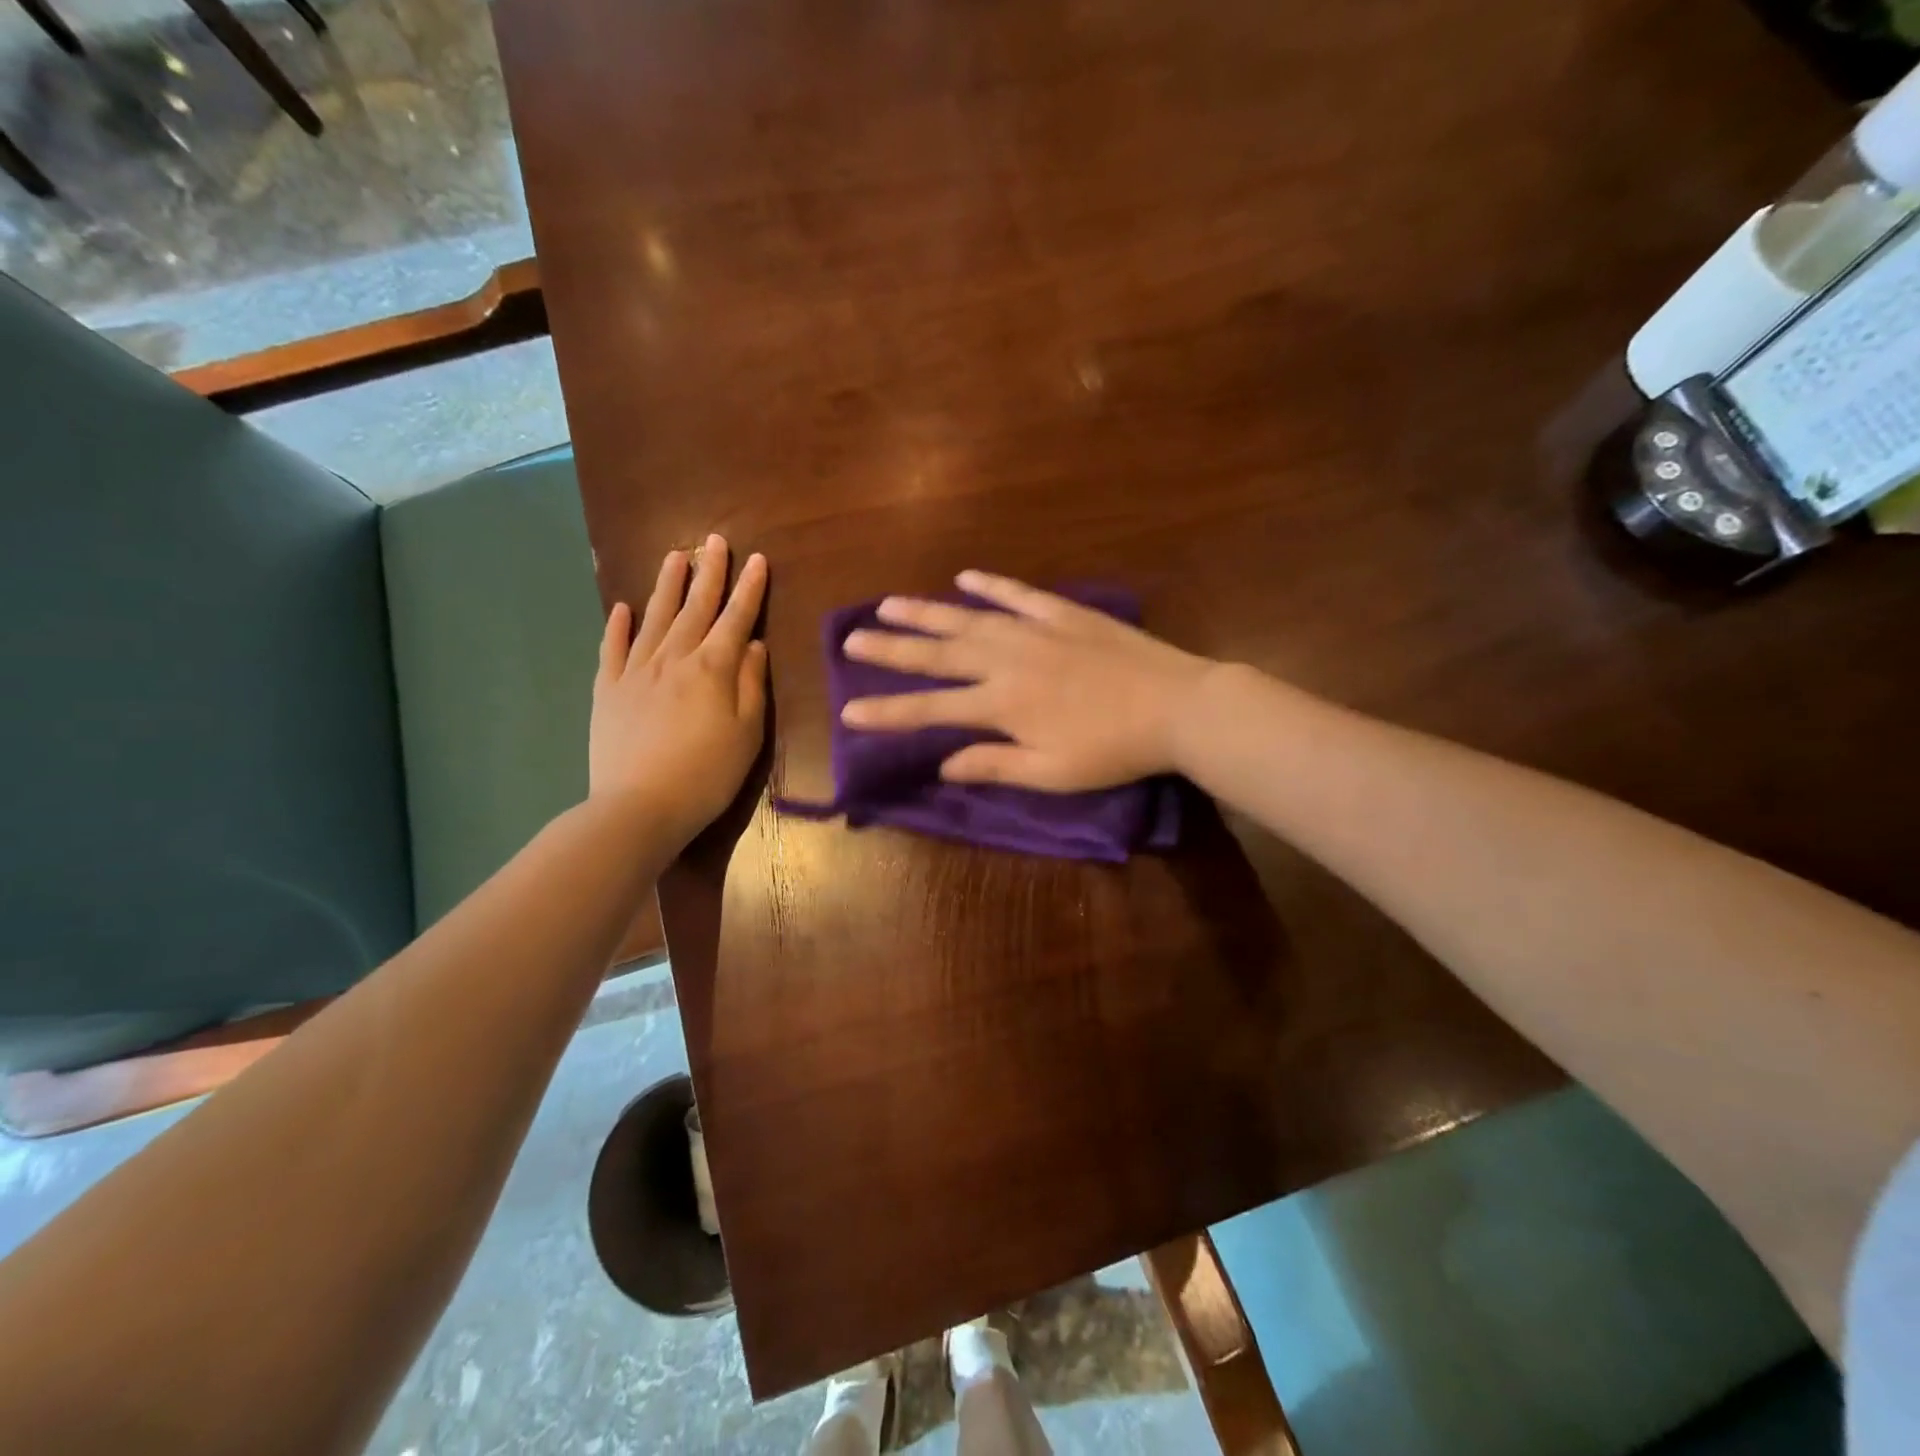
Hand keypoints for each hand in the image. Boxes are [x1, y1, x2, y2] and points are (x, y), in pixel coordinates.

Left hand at [591, 535, 768, 849]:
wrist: (639, 808)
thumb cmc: (707, 775)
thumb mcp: (747, 735)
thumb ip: (751, 685)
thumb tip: (753, 645)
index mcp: (713, 669)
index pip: (736, 618)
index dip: (749, 589)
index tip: (756, 559)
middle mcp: (673, 658)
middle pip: (695, 608)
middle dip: (708, 573)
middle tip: (714, 541)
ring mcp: (635, 672)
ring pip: (655, 618)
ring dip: (667, 586)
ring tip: (675, 556)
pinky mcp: (607, 690)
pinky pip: (613, 649)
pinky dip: (617, 626)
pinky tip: (622, 608)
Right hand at [840, 570, 1210, 790]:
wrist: (1177, 706)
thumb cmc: (1113, 750)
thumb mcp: (1052, 772)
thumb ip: (994, 765)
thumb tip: (943, 765)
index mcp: (1002, 704)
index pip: (931, 709)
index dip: (888, 712)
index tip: (848, 711)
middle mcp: (1007, 661)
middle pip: (938, 653)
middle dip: (891, 649)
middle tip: (851, 639)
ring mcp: (1035, 631)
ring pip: (969, 618)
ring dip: (926, 612)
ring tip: (888, 604)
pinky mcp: (1064, 614)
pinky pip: (1019, 594)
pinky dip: (991, 586)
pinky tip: (965, 577)